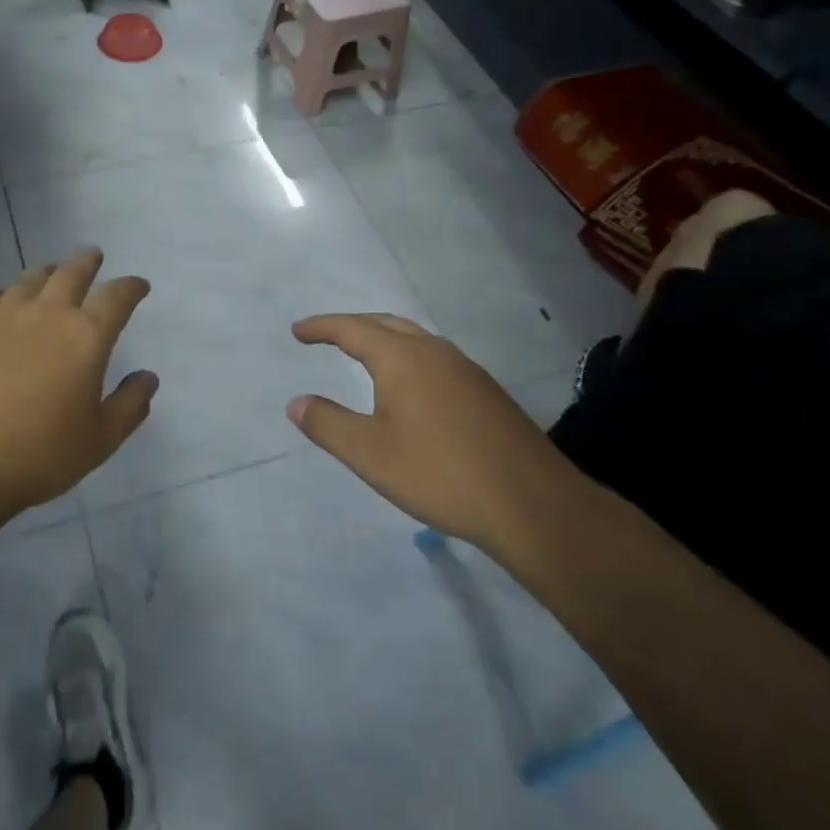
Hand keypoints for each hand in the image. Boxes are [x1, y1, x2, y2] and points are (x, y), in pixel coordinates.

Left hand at [0, 249, 156, 546]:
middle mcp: (48, 313)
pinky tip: (4, 303)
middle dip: (88, 262)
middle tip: (94, 257)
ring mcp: (4, 315)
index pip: (117, 297)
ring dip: (48, 272)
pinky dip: (6, 293)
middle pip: (73, 272)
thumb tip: (148, 376)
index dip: (131, 287)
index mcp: (87, 337)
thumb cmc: (39, 454)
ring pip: (31, 278)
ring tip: (52, 274)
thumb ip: (130, 404)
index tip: (139, 286)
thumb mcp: (100, 440)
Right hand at [287, 313, 571, 551]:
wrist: (532, 504)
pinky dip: (409, 358)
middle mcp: (435, 352)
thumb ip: (328, 425)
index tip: (297, 331)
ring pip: (415, 340)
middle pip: (386, 324)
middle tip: (325, 336)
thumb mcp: (371, 454)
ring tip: (363, 356)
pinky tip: (411, 388)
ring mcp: (466, 370)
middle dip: (352, 326)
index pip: (352, 329)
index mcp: (403, 358)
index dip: (321, 327)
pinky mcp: (486, 392)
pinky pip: (436, 359)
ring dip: (383, 339)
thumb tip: (296, 402)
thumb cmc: (441, 474)